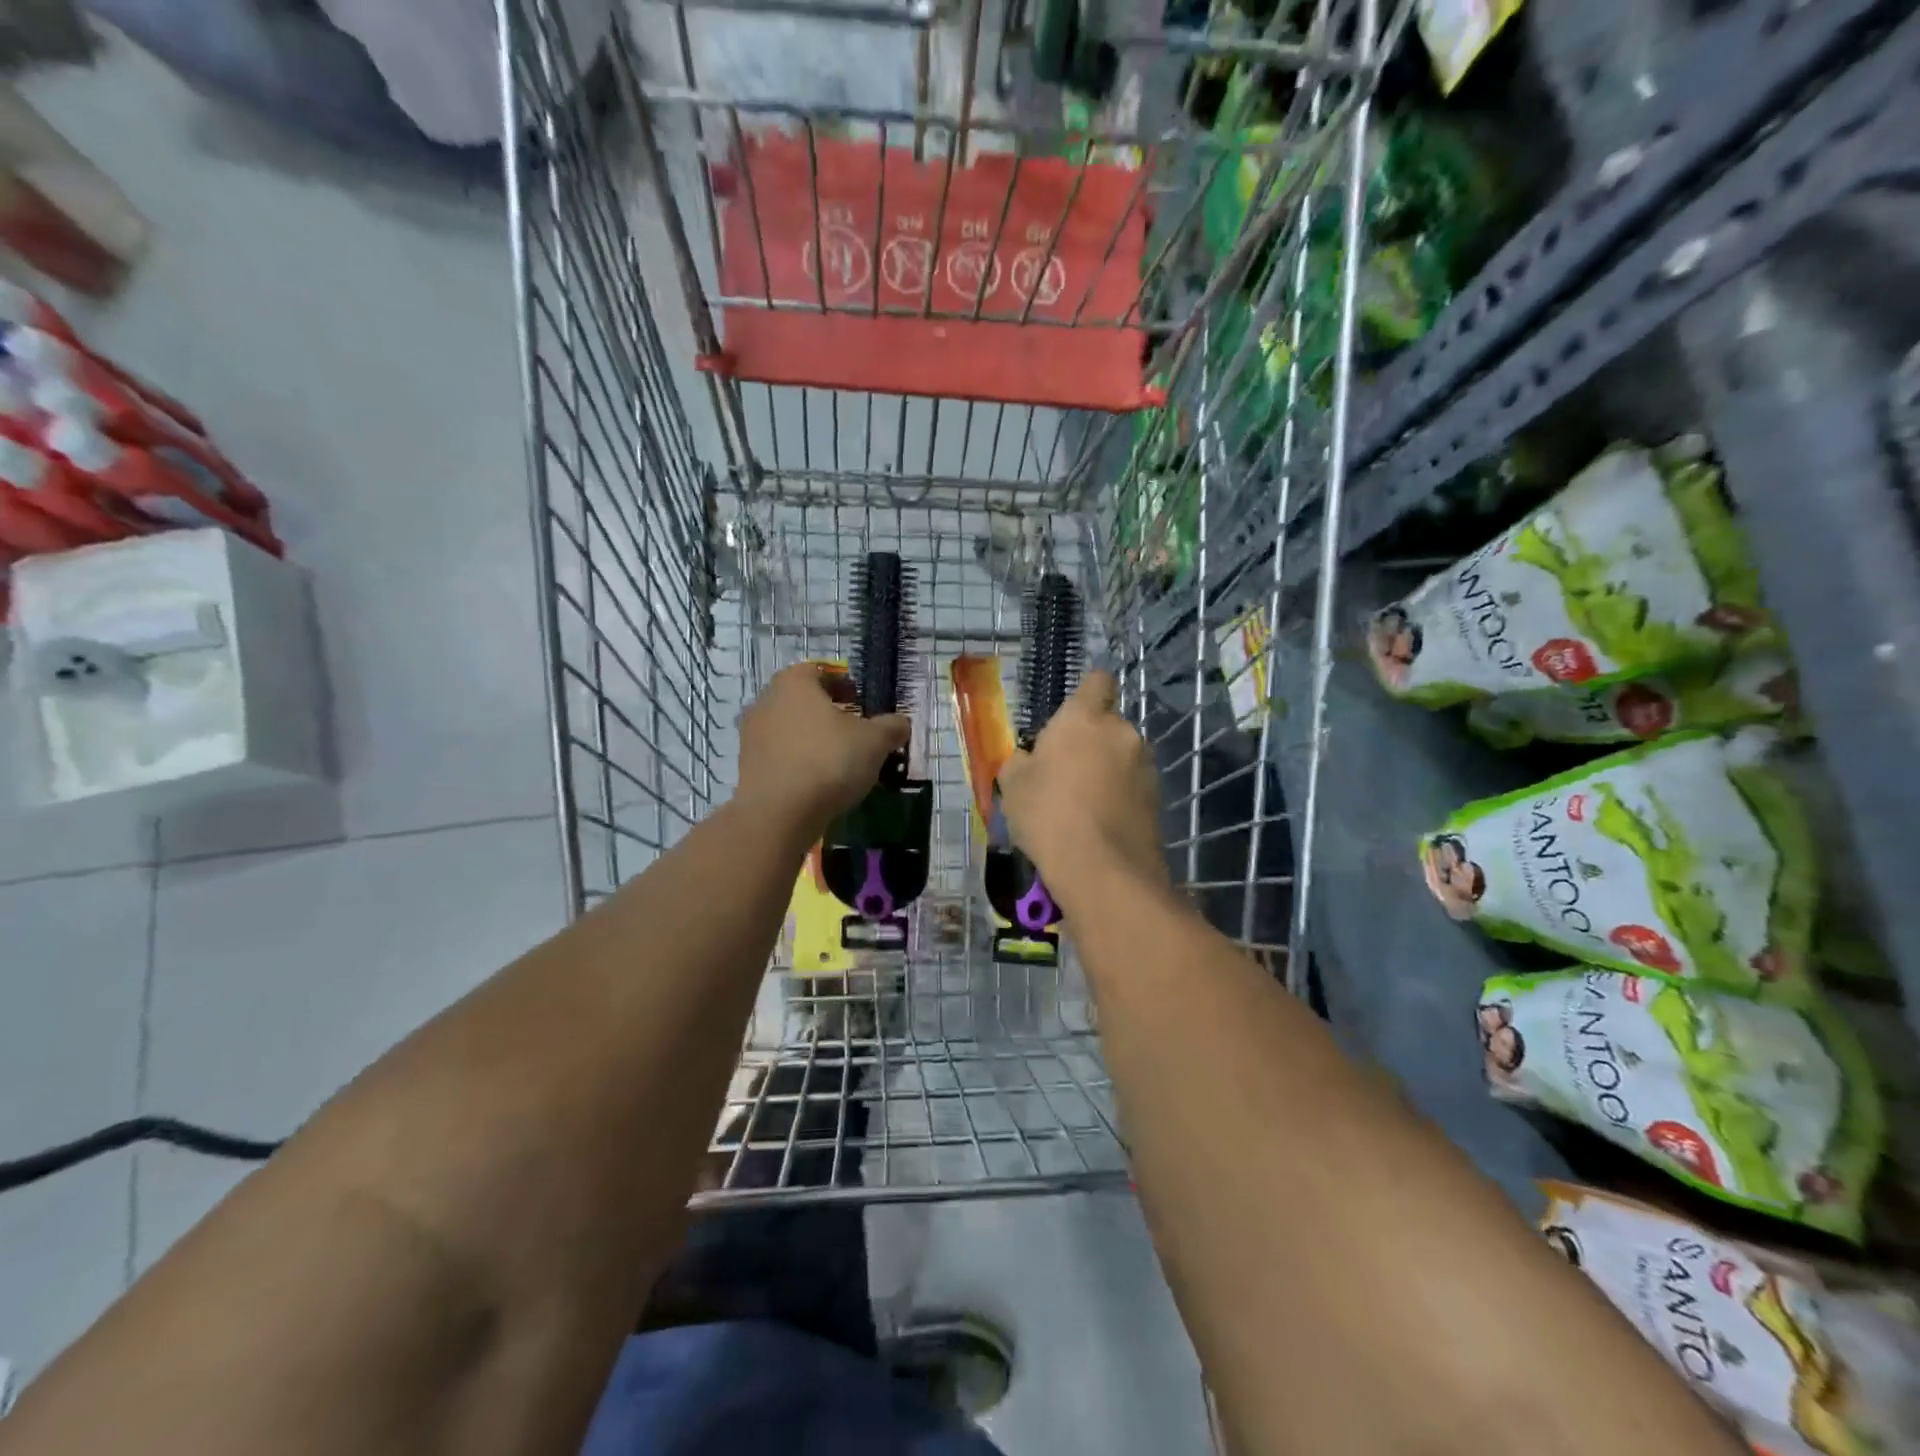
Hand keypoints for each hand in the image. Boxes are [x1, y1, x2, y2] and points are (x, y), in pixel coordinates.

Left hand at [736, 663, 910, 830]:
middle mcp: (765, 702)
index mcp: (793, 683)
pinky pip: (779, 757)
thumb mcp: (874, 741)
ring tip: (837, 760)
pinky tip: (817, 782)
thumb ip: (891, 727)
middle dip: (826, 712)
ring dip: (811, 739)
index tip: (861, 702)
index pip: (818, 671)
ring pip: (788, 729)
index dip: (842, 684)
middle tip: (853, 731)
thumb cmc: (829, 761)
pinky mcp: (746, 768)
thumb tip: (900, 723)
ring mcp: (751, 736)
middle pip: (801, 700)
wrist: (779, 814)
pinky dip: (797, 763)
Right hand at [997, 670, 1166, 897]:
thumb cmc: (1047, 814)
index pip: (1097, 681)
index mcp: (1084, 718)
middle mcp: (1122, 732)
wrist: (1101, 870)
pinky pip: (1133, 786)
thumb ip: (1022, 761)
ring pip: (1122, 757)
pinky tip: (1101, 823)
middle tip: (1066, 772)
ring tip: (1084, 803)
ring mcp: (1145, 766)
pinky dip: (1120, 796)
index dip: (1087, 693)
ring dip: (1108, 769)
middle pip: (1108, 724)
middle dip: (1092, 741)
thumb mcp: (1013, 785)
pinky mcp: (1158, 798)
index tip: (1072, 715)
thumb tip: (1031, 759)